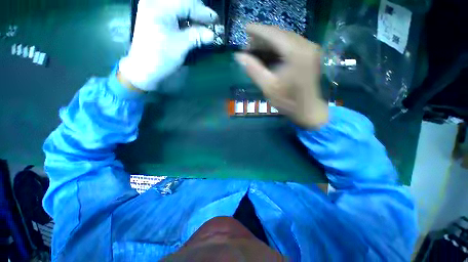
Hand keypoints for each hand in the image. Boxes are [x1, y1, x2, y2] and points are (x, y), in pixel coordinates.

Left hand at [119, 0, 217, 90]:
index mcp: (159, 7)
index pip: (187, 3)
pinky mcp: (153, 16)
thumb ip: (196, 36)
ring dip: (191, 14)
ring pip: (178, 5)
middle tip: (210, 22)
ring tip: (202, 24)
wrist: (143, 69)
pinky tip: (191, 25)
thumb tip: (212, 34)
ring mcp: (152, 9)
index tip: (216, 20)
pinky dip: (184, 18)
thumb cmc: (161, 58)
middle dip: (197, 11)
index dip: (203, 11)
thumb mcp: (181, 46)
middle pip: (182, 1)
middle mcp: (154, 2)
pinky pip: (172, 12)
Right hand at [235, 24, 327, 128]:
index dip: (258, 30)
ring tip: (256, 48)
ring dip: (270, 41)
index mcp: (296, 53)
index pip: (274, 35)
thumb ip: (253, 70)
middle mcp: (306, 46)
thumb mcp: (268, 87)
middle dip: (263, 37)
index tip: (245, 28)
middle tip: (249, 45)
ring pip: (286, 38)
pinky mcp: (310, 54)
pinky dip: (278, 46)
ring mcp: (310, 49)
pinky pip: (291, 44)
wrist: (308, 109)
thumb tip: (238, 56)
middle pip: (281, 34)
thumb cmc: (288, 101)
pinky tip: (269, 52)